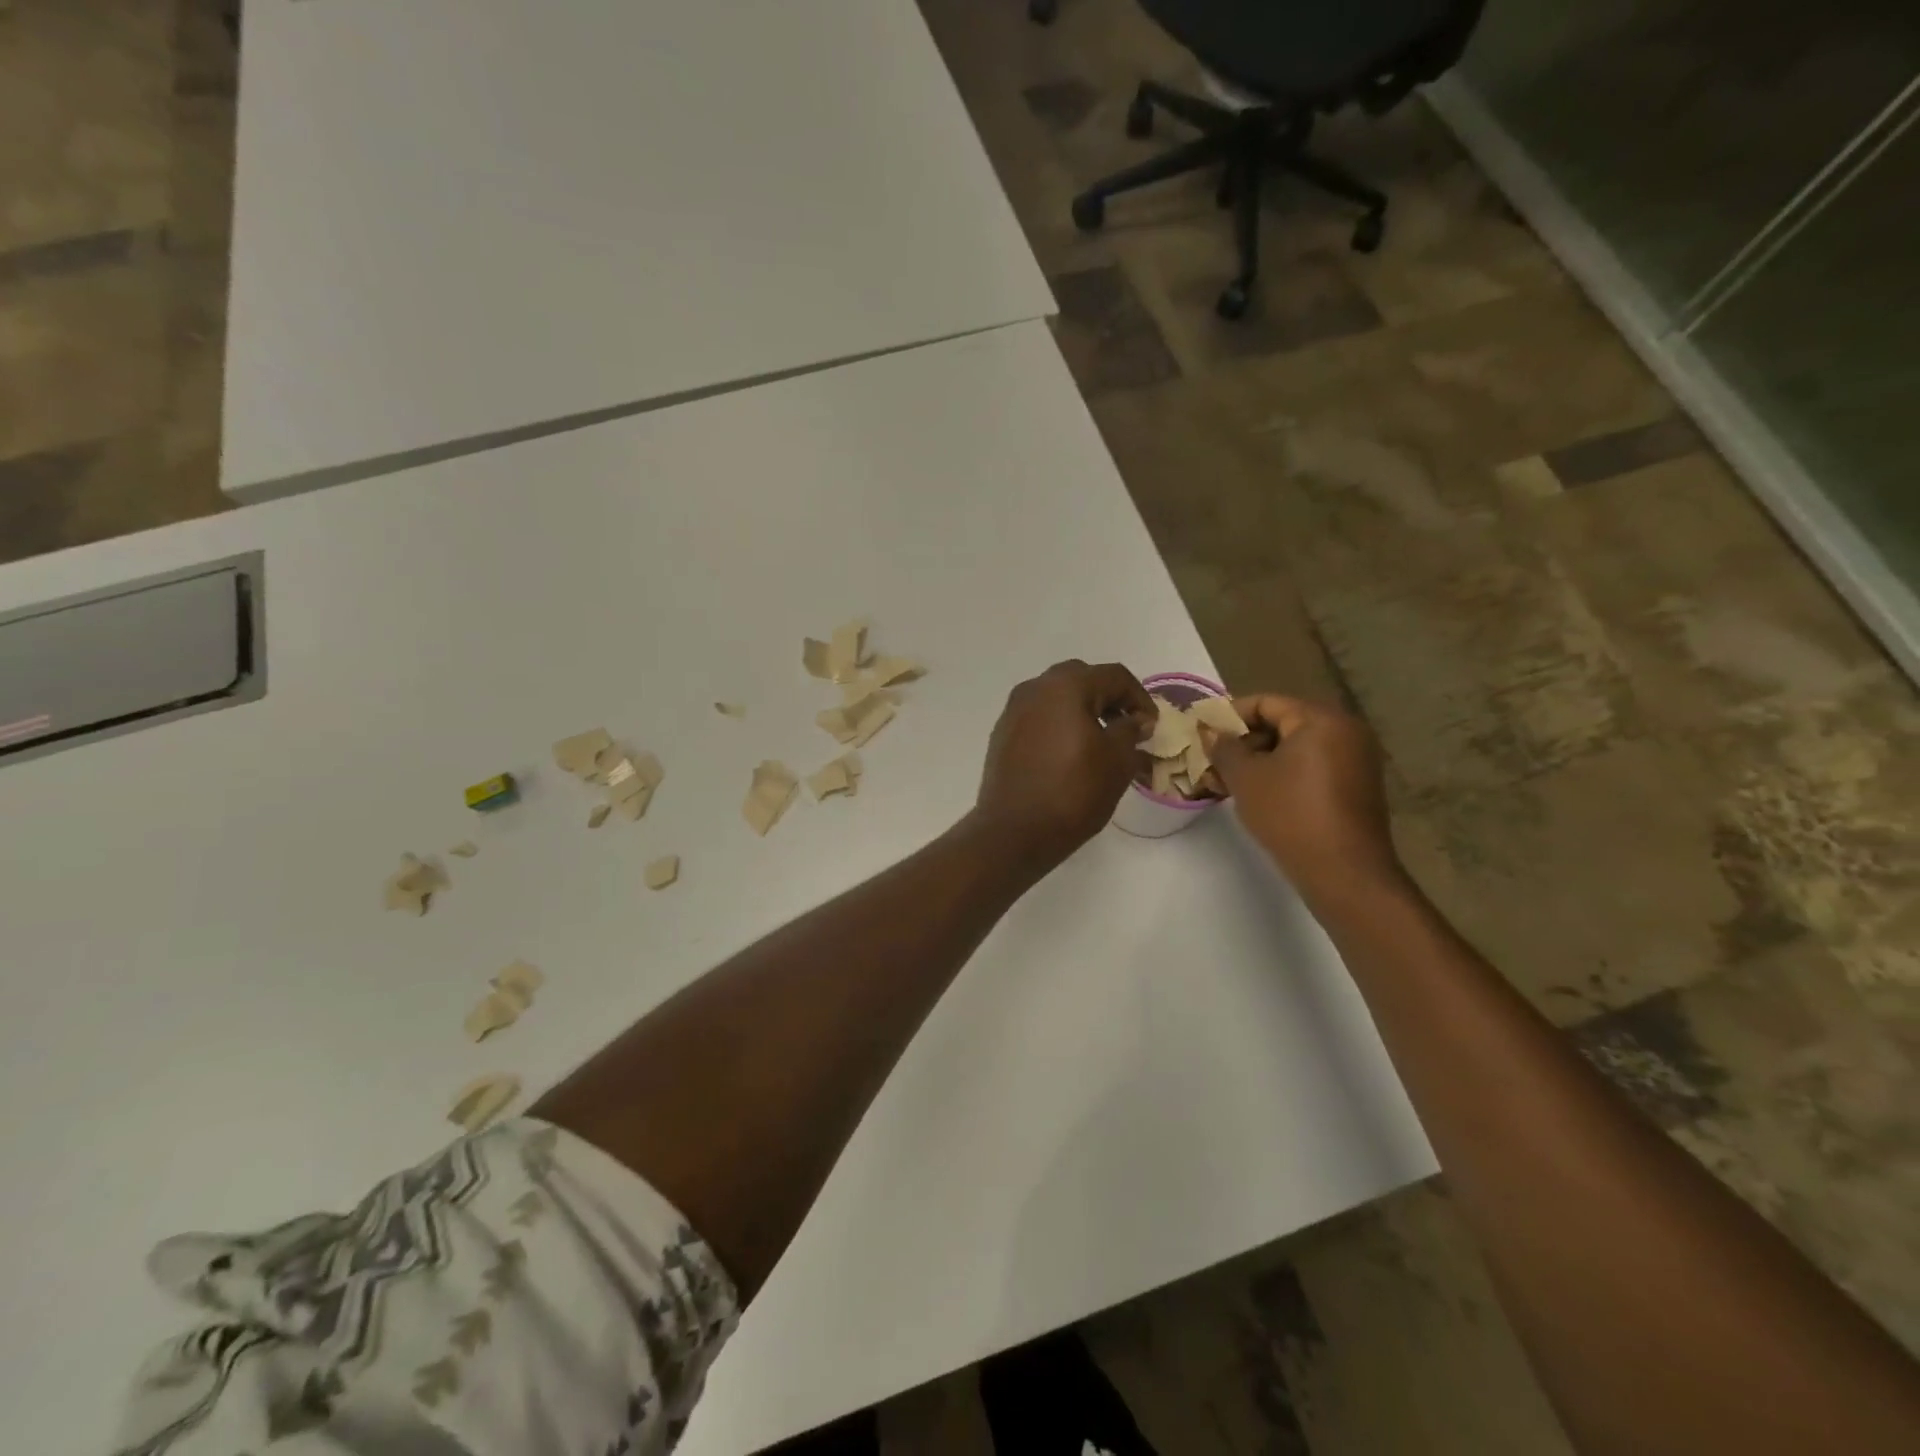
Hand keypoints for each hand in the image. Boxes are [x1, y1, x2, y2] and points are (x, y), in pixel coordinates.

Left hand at [974, 660, 1153, 867]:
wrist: (1014, 831)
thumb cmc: (1073, 792)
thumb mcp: (1117, 761)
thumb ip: (1130, 732)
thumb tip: (1134, 721)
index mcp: (1066, 686)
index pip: (1114, 676)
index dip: (1140, 698)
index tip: (1151, 727)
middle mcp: (1035, 688)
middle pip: (1082, 679)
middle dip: (1108, 699)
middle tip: (1126, 727)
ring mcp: (1013, 711)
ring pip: (1056, 698)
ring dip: (1082, 711)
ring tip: (1100, 742)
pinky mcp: (1002, 735)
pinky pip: (1038, 718)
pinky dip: (1058, 726)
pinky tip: (1068, 755)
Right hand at [1204, 696, 1404, 907]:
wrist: (1344, 872)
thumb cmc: (1290, 814)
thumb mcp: (1245, 778)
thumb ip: (1224, 748)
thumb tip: (1211, 732)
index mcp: (1321, 720)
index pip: (1267, 703)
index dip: (1230, 715)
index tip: (1204, 733)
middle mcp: (1346, 731)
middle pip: (1283, 723)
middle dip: (1245, 741)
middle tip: (1214, 760)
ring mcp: (1356, 760)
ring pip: (1297, 748)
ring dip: (1261, 760)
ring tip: (1229, 781)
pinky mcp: (1357, 787)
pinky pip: (1313, 767)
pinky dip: (1284, 774)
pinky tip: (1258, 795)